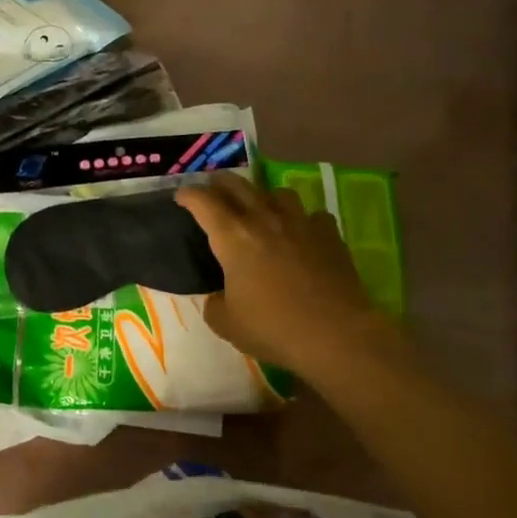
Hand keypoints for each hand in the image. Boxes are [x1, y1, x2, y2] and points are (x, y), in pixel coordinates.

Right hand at [177, 172, 400, 379]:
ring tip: (259, 206)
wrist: (335, 334)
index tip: (181, 195)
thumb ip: (215, 303)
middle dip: (220, 183)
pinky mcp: (330, 235)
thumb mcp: (225, 323)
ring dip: (263, 195)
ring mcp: (301, 224)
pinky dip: (302, 219)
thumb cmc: (272, 329)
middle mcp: (265, 221)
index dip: (189, 195)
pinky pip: (312, 215)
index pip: (204, 203)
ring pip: (278, 193)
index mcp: (233, 239)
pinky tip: (301, 232)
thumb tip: (220, 296)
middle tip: (213, 186)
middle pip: (239, 186)